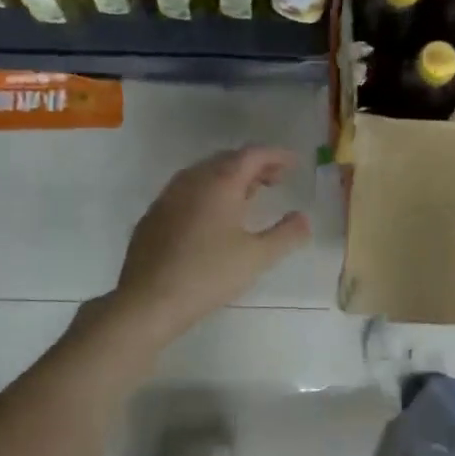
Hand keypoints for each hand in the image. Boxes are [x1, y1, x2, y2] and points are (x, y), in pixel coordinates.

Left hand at [112, 147, 311, 343]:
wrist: (150, 300)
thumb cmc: (209, 274)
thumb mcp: (258, 256)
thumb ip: (287, 234)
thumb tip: (304, 218)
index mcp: (220, 183)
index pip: (252, 155)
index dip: (276, 155)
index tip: (295, 163)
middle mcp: (192, 181)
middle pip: (227, 160)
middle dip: (255, 166)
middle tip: (276, 179)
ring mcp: (168, 197)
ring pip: (204, 175)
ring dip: (230, 178)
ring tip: (249, 196)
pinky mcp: (154, 216)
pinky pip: (186, 191)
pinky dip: (208, 193)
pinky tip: (213, 217)